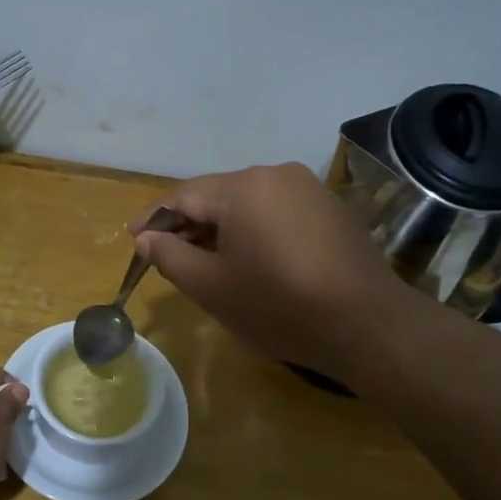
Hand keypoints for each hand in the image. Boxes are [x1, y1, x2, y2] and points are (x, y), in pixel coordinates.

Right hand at [130, 163, 407, 379]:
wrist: (367, 324)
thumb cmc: (279, 305)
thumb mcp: (212, 287)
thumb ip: (170, 257)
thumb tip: (145, 238)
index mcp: (242, 187)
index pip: (183, 196)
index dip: (154, 219)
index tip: (133, 239)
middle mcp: (275, 174)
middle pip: (216, 196)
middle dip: (187, 225)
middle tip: (165, 256)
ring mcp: (308, 189)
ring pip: (247, 204)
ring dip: (220, 229)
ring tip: (204, 261)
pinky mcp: (329, 209)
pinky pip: (275, 212)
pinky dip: (253, 231)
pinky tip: (248, 260)